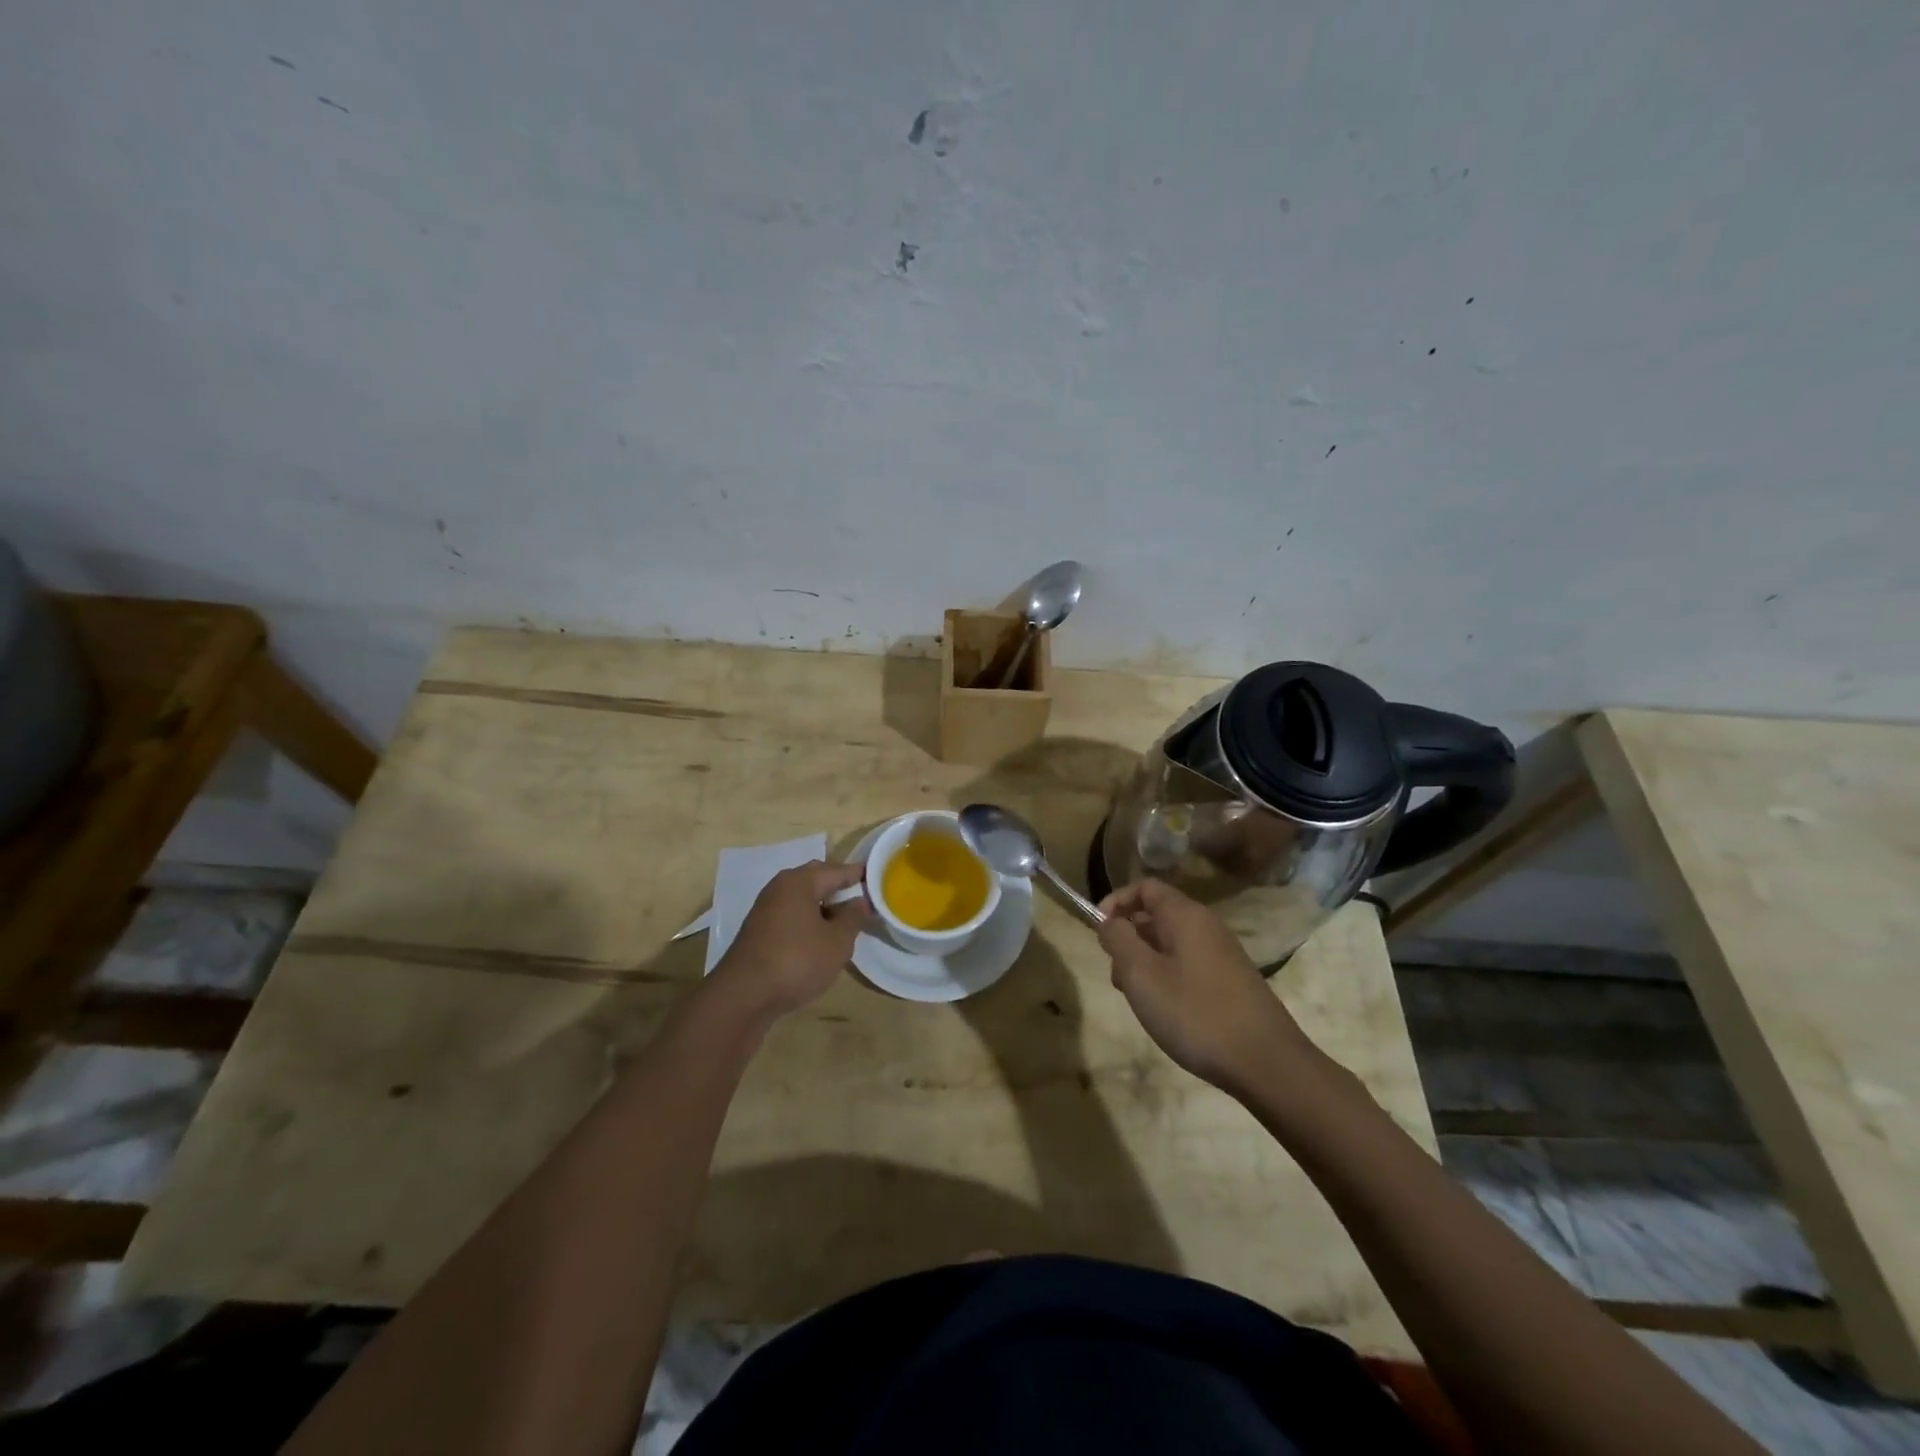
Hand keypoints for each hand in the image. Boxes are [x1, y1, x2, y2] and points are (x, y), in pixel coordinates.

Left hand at [713, 861, 870, 1018]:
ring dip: (823, 906)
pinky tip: (819, 939)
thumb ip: (853, 918)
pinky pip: (791, 916)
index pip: (836, 870)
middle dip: (838, 887)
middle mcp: (779, 888)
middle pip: (816, 879)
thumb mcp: (837, 942)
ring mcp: (765, 910)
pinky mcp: (759, 932)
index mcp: (799, 882)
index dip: (858, 875)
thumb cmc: (797, 961)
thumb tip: (861, 901)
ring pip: (802, 899)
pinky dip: (808, 921)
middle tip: (862, 898)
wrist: (743, 996)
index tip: (878, 879)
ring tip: (845, 922)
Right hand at [1096, 878, 1313, 1091]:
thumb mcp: (1142, 975)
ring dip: (1145, 962)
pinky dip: (1167, 977)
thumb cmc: (1196, 1013)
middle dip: (1128, 937)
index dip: (1117, 901)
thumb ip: (1119, 940)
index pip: (1145, 886)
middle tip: (1116, 975)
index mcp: (1186, 916)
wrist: (1267, 1063)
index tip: (1098, 931)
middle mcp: (1207, 926)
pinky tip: (1165, 1012)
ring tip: (1138, 999)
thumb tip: (1109, 920)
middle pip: (1157, 914)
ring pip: (1171, 943)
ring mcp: (1222, 954)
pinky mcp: (1231, 981)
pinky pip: (1188, 964)